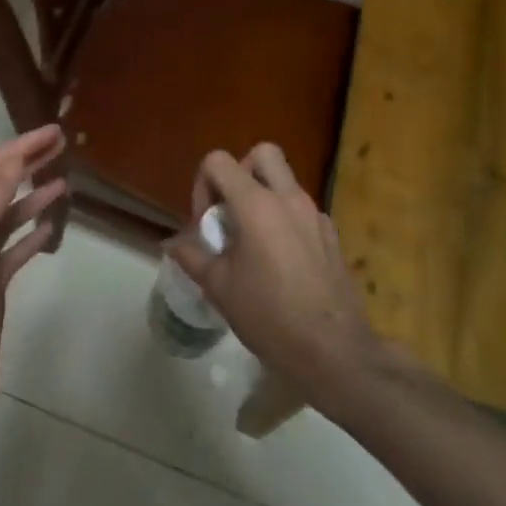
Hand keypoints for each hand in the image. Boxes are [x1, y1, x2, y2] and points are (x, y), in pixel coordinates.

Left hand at [0, 125, 68, 436]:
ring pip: (9, 216)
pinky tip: (53, 228)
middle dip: (27, 161)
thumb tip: (12, 160)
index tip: (53, 131)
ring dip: (34, 195)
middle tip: (61, 145)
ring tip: (64, 182)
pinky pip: (15, 248)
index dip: (20, 146)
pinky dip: (34, 233)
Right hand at [165, 144, 408, 408]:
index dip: (203, 184)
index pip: (219, 161)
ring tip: (251, 240)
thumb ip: (192, 256)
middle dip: (240, 172)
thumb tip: (172, 243)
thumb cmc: (269, 316)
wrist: (333, 351)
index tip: (205, 222)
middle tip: (231, 210)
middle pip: (262, 153)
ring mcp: (315, 215)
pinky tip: (279, 260)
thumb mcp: (218, 287)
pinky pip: (302, 209)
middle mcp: (288, 199)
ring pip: (285, 181)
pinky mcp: (332, 236)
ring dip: (263, 196)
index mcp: (256, 205)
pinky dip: (285, 219)